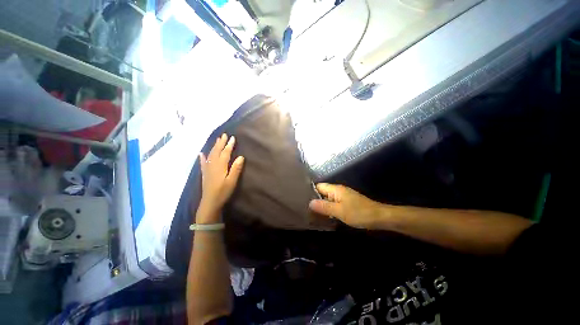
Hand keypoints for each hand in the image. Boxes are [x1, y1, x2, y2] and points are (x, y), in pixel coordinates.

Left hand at [196, 133, 244, 223]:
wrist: (210, 202)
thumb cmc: (223, 192)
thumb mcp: (232, 181)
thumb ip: (236, 168)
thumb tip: (241, 156)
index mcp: (220, 166)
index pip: (225, 153)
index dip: (229, 145)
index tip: (232, 138)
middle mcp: (213, 165)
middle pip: (217, 151)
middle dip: (221, 143)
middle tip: (224, 135)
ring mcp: (207, 169)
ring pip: (210, 154)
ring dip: (214, 146)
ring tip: (217, 140)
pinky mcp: (205, 173)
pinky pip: (203, 162)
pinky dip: (202, 157)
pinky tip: (201, 153)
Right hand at [309, 183, 382, 228]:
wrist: (379, 217)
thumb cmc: (359, 213)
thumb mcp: (339, 211)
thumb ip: (324, 206)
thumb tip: (310, 203)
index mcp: (336, 189)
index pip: (319, 186)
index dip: (310, 191)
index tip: (302, 199)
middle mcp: (338, 191)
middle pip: (323, 192)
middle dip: (315, 199)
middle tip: (305, 208)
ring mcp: (343, 197)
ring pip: (328, 199)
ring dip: (322, 205)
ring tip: (312, 213)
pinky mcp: (347, 203)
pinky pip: (334, 203)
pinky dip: (329, 208)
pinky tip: (325, 216)